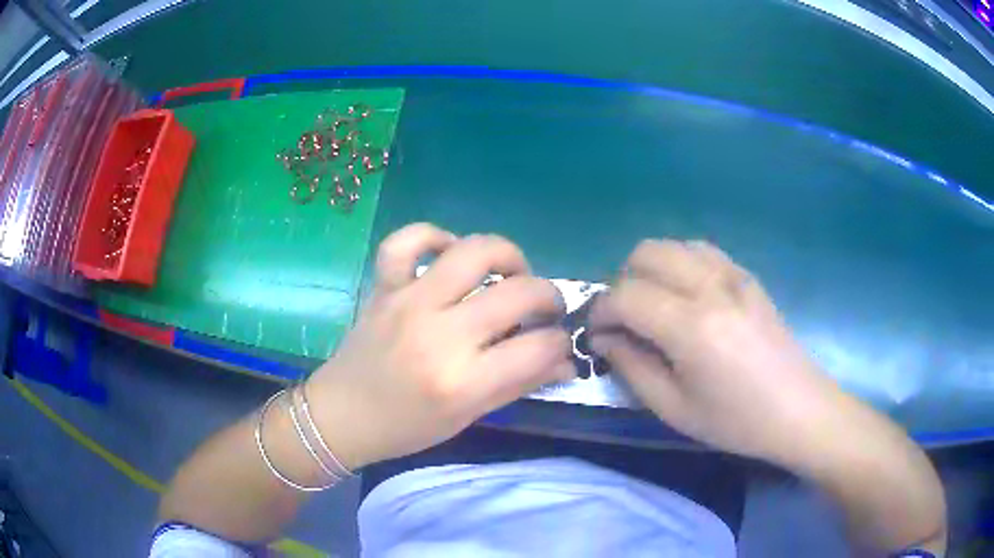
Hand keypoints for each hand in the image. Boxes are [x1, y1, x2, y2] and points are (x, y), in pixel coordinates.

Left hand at [303, 224, 574, 469]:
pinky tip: (449, 253)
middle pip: (519, 292)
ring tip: (511, 273)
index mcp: (463, 381)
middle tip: (544, 310)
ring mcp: (409, 302)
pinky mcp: (384, 286)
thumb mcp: (468, 416)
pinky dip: (434, 236)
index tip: (558, 343)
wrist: (341, 415)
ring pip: (474, 251)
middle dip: (549, 297)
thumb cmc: (407, 427)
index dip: (561, 342)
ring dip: (508, 256)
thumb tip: (565, 361)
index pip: (539, 346)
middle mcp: (440, 334)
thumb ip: (520, 384)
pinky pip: (408, 241)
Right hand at [588, 239, 846, 464]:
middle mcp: (711, 286)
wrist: (798, 409)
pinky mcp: (747, 276)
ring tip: (654, 306)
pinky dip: (680, 264)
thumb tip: (605, 338)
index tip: (597, 335)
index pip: (626, 296)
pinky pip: (701, 251)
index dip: (601, 312)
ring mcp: (733, 275)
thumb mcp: (674, 409)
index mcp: (692, 326)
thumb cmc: (736, 421)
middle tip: (626, 321)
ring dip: (651, 270)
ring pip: (673, 245)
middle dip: (623, 282)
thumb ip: (632, 367)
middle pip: (646, 253)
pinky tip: (685, 297)